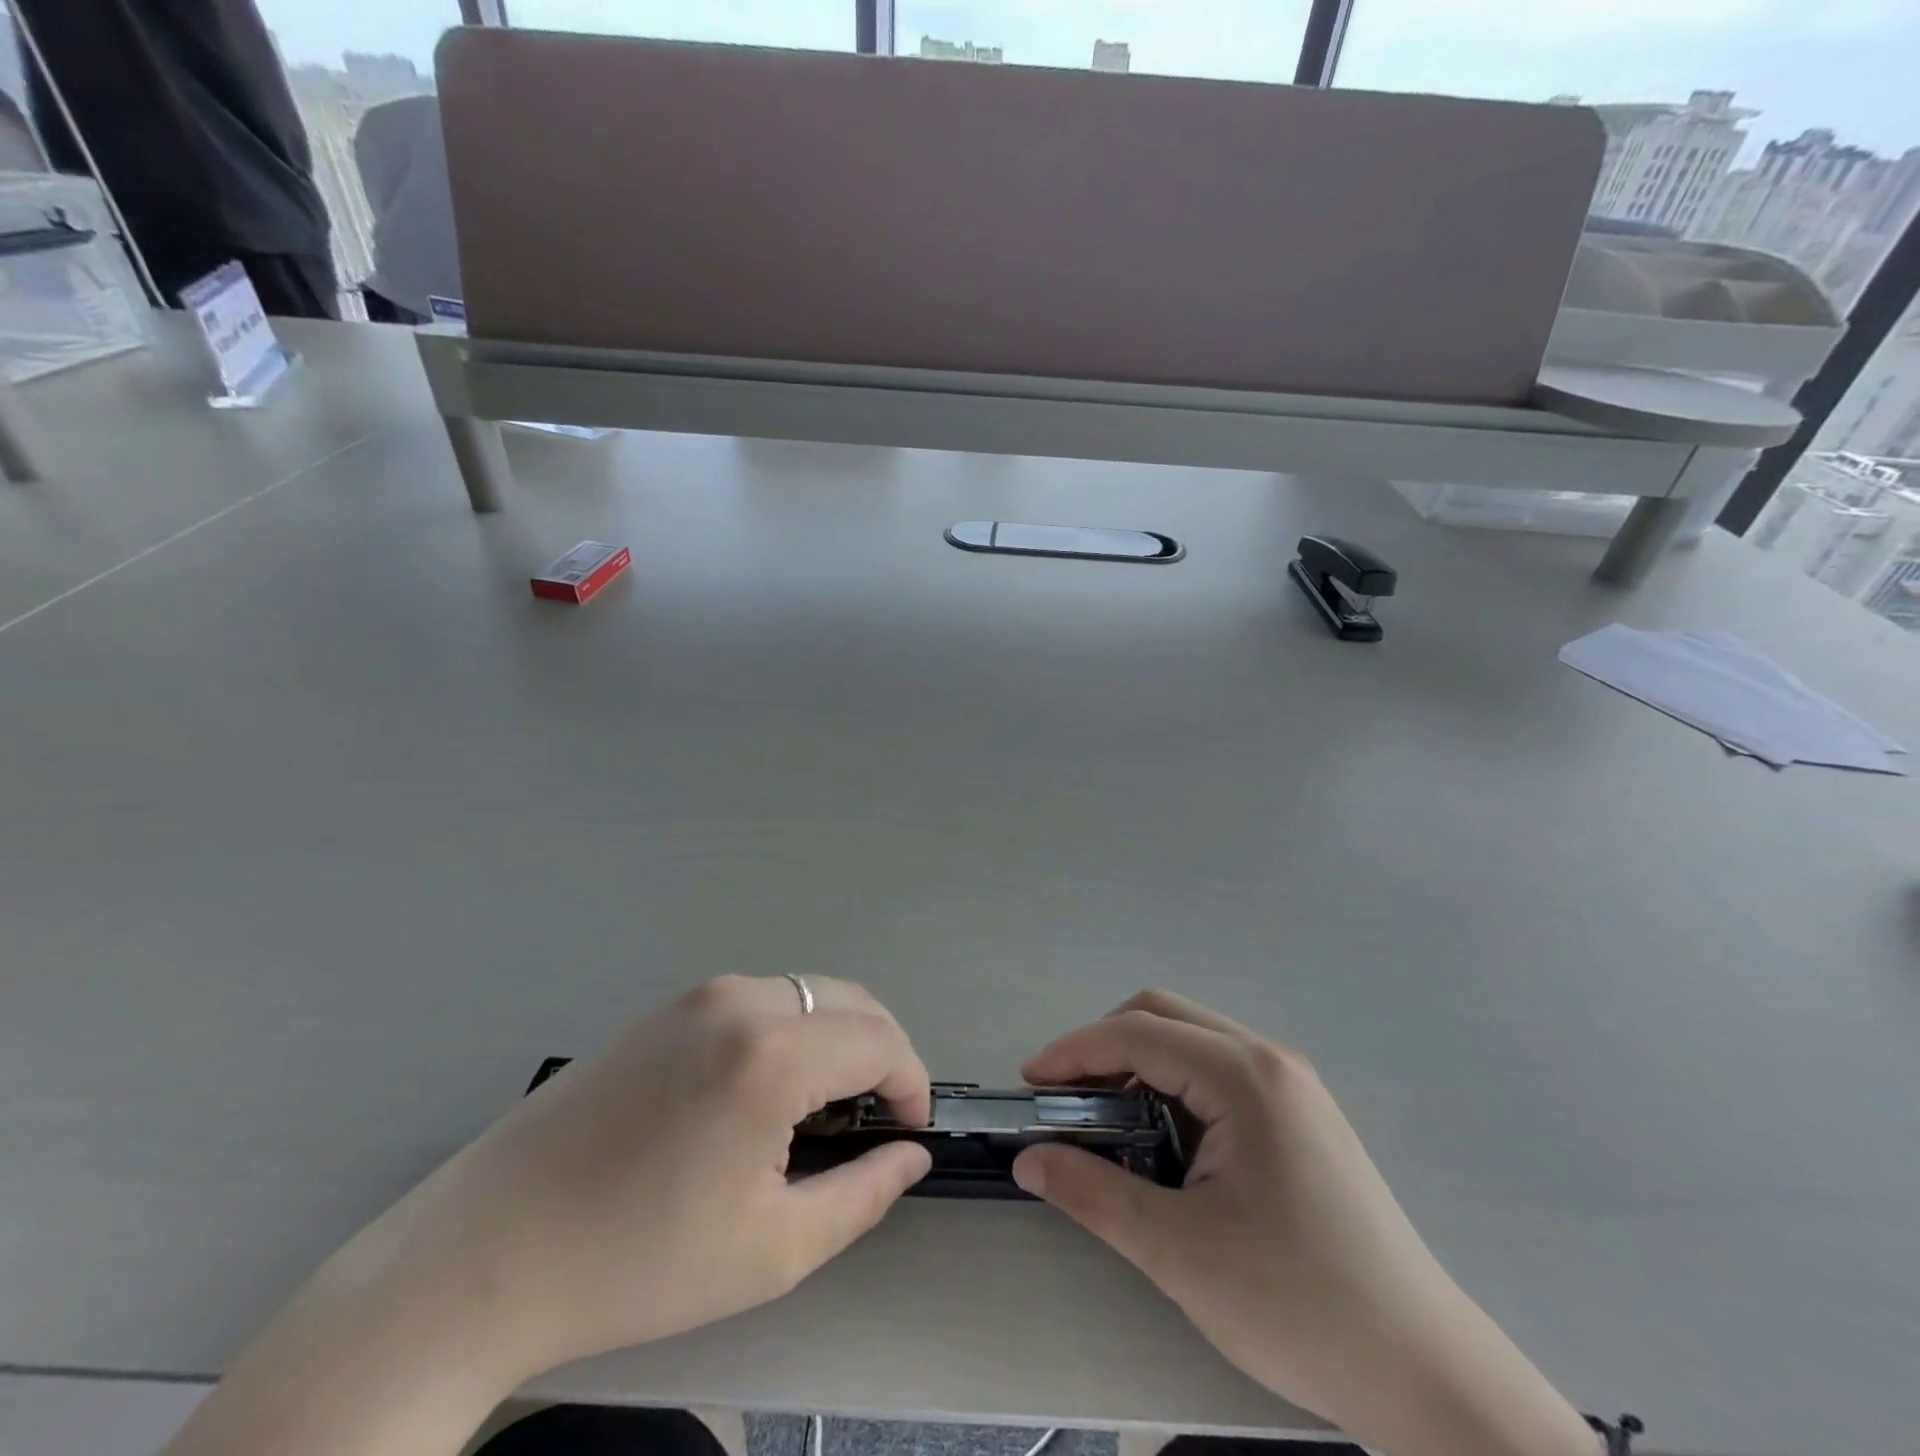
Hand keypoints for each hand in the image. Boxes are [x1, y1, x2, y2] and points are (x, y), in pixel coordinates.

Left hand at [407, 974, 933, 1380]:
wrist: (486, 1252)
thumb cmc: (639, 1261)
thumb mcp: (772, 1249)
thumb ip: (863, 1193)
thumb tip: (912, 1155)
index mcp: (770, 1053)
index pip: (880, 1041)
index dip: (911, 1082)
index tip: (910, 1130)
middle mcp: (740, 1000)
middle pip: (849, 1000)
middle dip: (881, 1051)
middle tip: (876, 1117)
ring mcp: (698, 995)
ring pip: (805, 993)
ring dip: (836, 1037)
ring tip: (823, 1108)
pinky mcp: (666, 1007)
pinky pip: (759, 1000)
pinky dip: (792, 1029)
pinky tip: (765, 1090)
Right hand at [1012, 991, 1594, 1455]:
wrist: (1426, 1372)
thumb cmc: (1300, 1305)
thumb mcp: (1179, 1252)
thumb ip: (1093, 1194)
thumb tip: (1029, 1159)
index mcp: (1244, 1076)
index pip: (1137, 1034)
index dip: (1074, 1051)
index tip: (1030, 1083)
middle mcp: (1269, 1060)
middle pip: (1163, 1016)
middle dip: (1103, 1046)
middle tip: (1064, 1097)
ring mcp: (1290, 1084)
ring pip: (1190, 1039)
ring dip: (1137, 1063)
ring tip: (1104, 1119)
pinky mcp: (1299, 1113)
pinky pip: (1216, 1069)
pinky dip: (1171, 1084)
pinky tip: (1161, 1138)